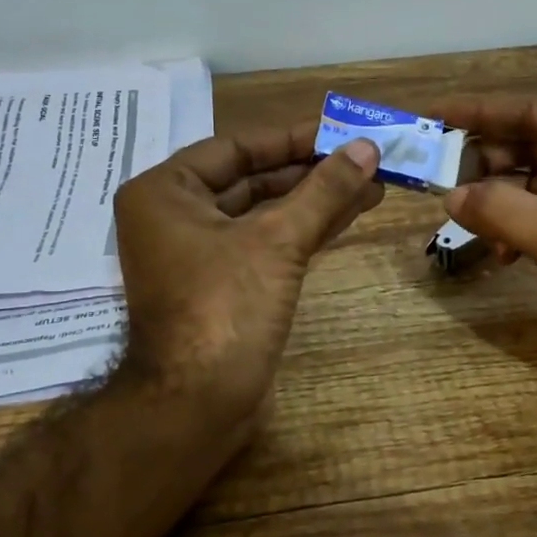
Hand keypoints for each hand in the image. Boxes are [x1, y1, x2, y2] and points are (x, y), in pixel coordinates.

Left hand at [113, 125, 383, 442]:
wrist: (196, 405)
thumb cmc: (225, 309)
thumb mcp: (277, 241)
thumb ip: (323, 191)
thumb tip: (367, 148)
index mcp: (165, 192)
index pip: (236, 148)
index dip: (292, 138)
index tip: (341, 131)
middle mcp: (173, 217)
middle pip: (250, 180)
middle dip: (310, 172)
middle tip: (364, 158)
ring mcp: (197, 256)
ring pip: (262, 215)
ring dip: (314, 201)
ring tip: (371, 185)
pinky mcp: (220, 287)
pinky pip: (263, 245)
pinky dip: (302, 232)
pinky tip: (346, 216)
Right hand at [434, 95, 536, 402]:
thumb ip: (504, 211)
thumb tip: (451, 195)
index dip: (484, 112)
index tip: (436, 115)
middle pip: (536, 144)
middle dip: (489, 161)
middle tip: (443, 177)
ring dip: (501, 199)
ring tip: (468, 220)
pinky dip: (520, 228)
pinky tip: (502, 253)